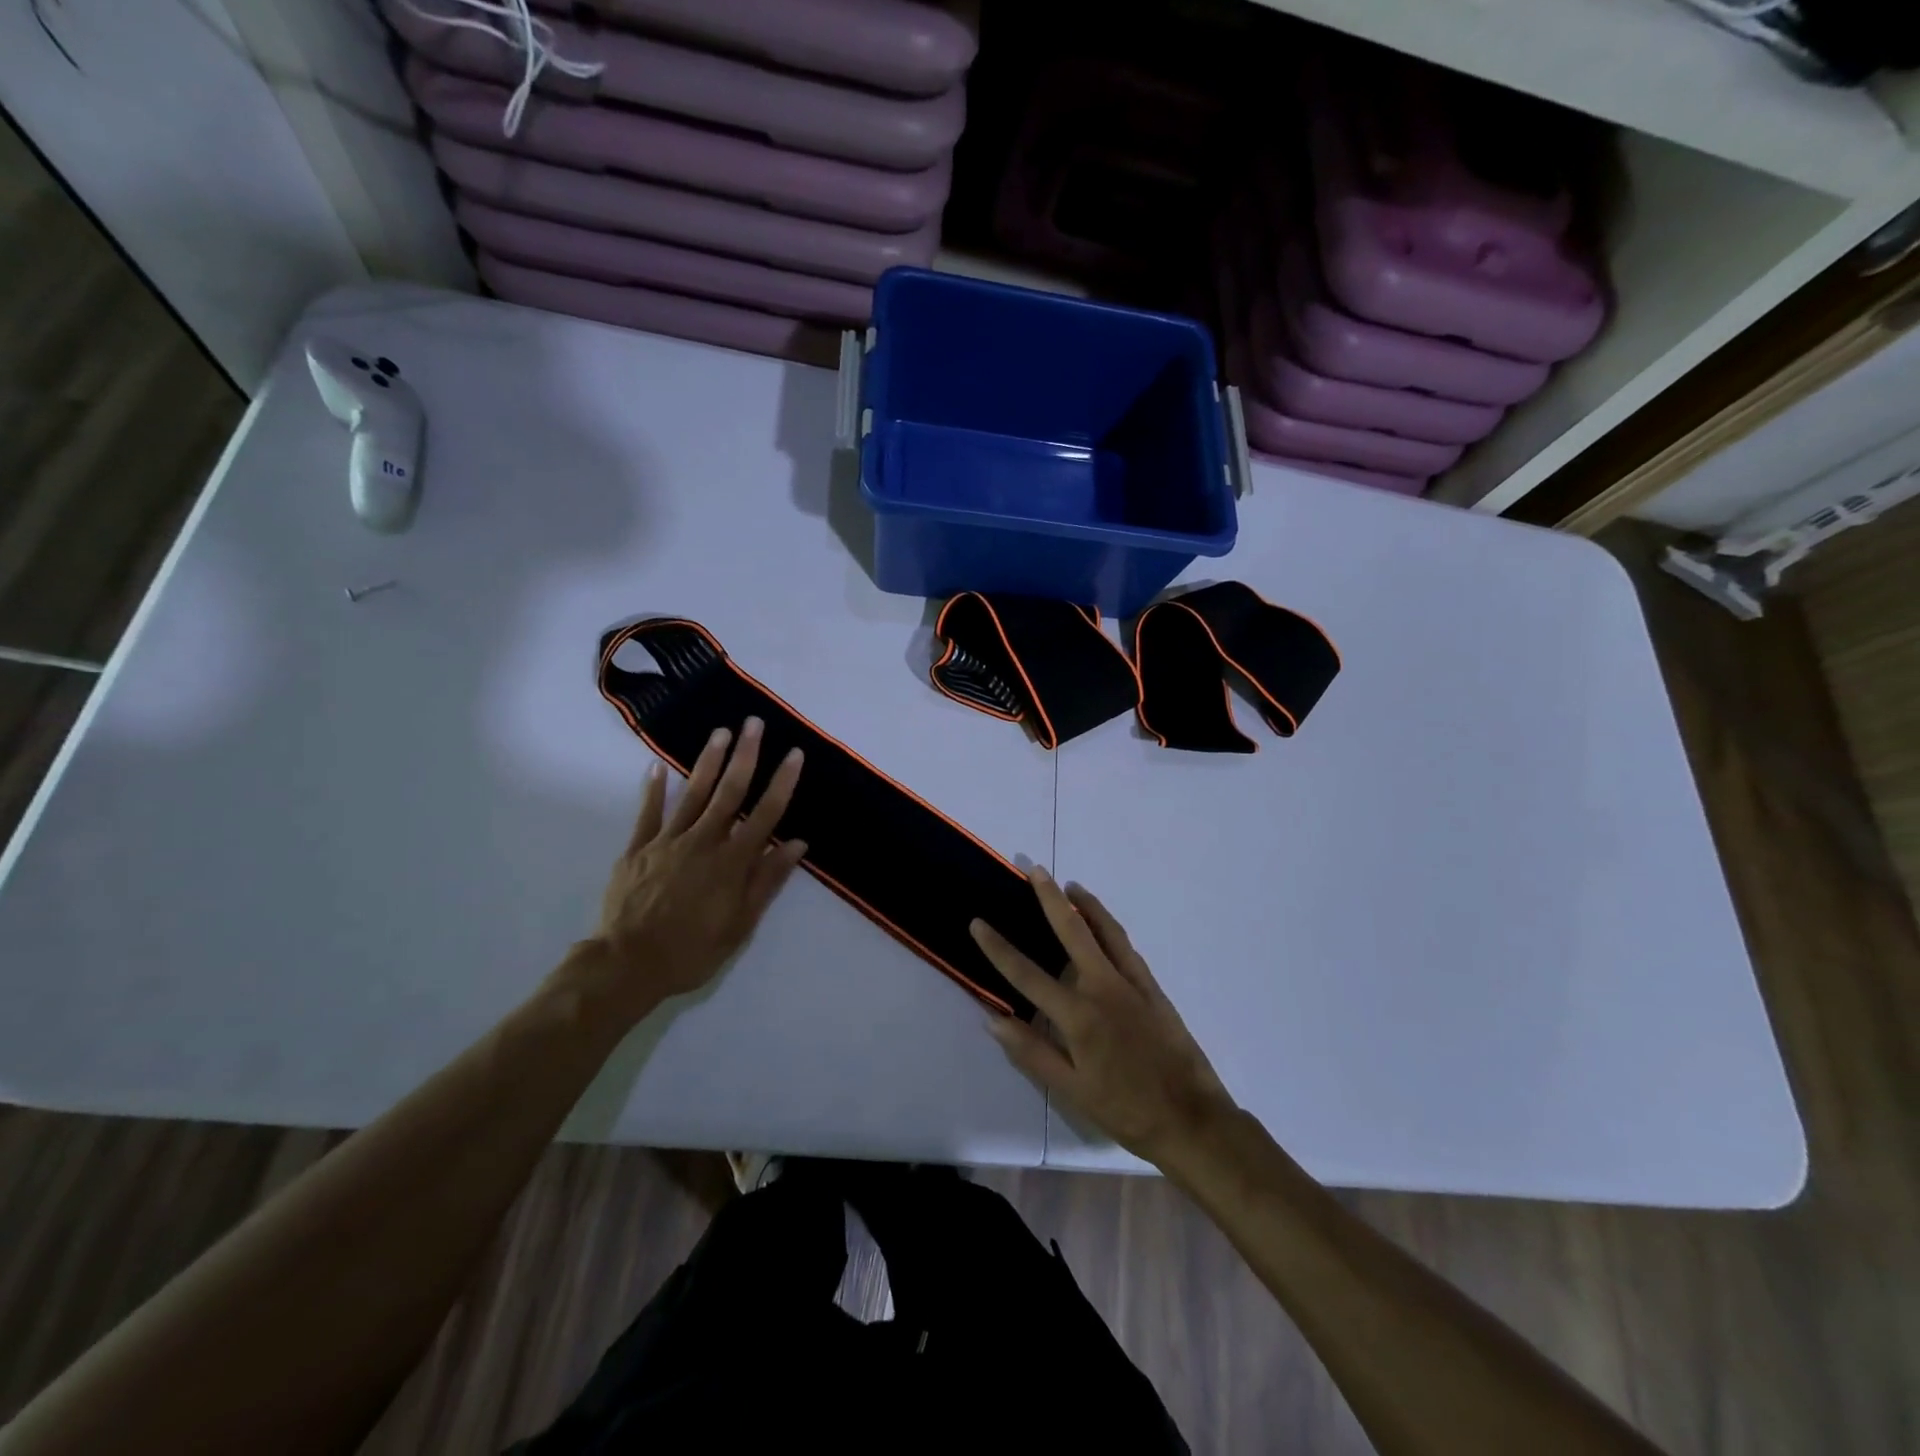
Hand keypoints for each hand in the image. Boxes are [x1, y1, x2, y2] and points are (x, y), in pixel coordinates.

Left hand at [570, 717, 806, 1024]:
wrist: (627, 964)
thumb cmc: (692, 950)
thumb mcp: (741, 924)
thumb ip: (767, 880)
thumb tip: (796, 843)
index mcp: (732, 862)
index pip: (765, 814)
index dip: (782, 782)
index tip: (794, 754)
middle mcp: (703, 842)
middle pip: (729, 792)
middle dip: (745, 756)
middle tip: (754, 724)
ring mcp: (667, 842)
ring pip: (693, 794)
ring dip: (708, 761)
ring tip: (720, 732)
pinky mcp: (637, 849)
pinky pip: (648, 813)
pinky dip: (653, 789)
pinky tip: (656, 766)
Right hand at [971, 868, 1234, 1166]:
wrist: (1192, 1119)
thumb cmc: (1125, 1110)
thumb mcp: (1071, 1090)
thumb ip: (1032, 1052)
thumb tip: (993, 1020)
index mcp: (1078, 1016)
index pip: (1026, 974)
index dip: (998, 948)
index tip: (978, 922)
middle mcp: (1103, 988)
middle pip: (1071, 931)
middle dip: (1050, 898)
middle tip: (1035, 869)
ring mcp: (1131, 983)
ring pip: (1105, 930)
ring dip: (1085, 904)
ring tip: (1070, 886)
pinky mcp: (1153, 988)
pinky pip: (1127, 947)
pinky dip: (1110, 927)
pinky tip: (1103, 924)